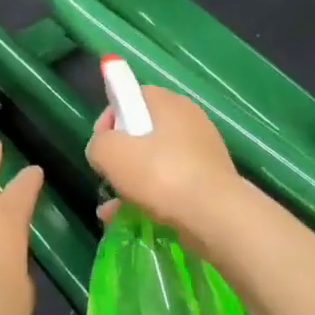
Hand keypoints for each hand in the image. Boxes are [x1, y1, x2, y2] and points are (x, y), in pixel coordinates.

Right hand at [86, 85, 238, 235]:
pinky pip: (173, 183)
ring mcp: (203, 151)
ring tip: (114, 206)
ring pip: (158, 160)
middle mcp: (189, 119)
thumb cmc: (160, 174)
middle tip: (110, 175)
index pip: (132, 96)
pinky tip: (131, 218)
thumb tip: (103, 150)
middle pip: (144, 129)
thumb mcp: (111, 153)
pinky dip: (152, 196)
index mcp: (168, 102)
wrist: (216, 217)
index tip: (101, 144)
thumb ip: (98, 145)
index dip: (110, 117)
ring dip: (134, 179)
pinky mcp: (211, 181)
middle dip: (122, 153)